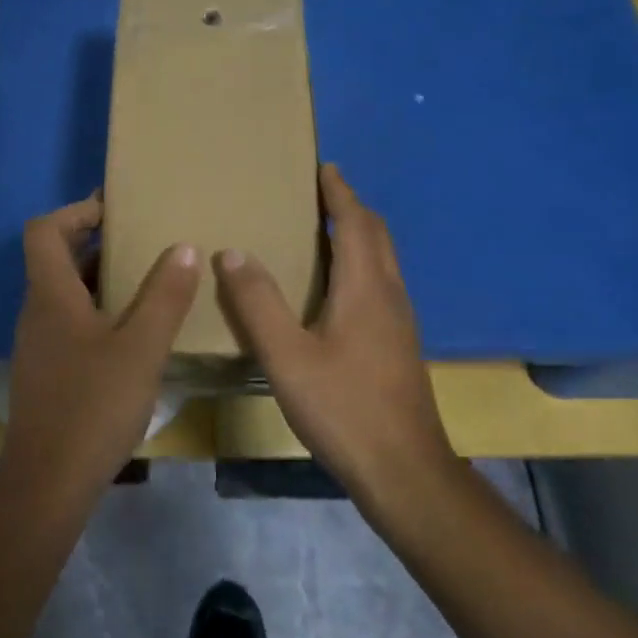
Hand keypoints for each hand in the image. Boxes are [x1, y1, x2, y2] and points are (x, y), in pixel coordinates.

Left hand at [0, 193, 200, 501]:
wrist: (49, 483)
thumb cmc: (94, 406)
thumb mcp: (141, 348)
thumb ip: (165, 296)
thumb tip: (184, 248)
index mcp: (50, 296)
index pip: (44, 230)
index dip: (75, 212)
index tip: (114, 209)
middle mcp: (37, 313)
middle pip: (55, 259)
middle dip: (96, 242)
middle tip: (143, 239)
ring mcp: (39, 345)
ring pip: (65, 294)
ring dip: (100, 279)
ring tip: (148, 280)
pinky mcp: (47, 373)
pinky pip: (70, 323)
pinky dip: (98, 312)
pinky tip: (134, 334)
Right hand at [214, 165, 454, 502]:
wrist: (404, 470)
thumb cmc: (344, 408)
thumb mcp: (287, 356)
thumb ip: (258, 303)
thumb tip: (233, 252)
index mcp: (366, 287)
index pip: (356, 223)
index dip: (340, 192)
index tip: (324, 167)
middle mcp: (390, 295)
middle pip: (377, 236)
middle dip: (351, 208)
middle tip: (321, 192)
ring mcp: (400, 322)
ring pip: (383, 261)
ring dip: (358, 235)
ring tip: (324, 231)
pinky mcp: (399, 346)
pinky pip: (381, 284)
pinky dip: (361, 264)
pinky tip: (336, 289)